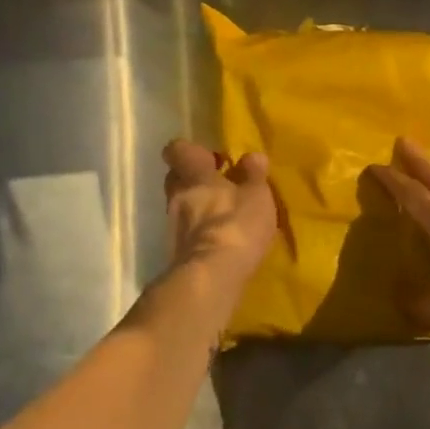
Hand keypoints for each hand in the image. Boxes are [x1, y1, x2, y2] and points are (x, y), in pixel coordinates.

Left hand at [160, 140, 280, 306]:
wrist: (210, 278)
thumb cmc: (235, 225)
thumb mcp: (257, 195)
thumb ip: (254, 174)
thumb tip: (251, 156)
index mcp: (194, 175)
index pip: (177, 150)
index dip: (190, 151)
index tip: (211, 158)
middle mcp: (176, 196)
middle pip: (176, 179)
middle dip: (195, 179)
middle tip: (221, 185)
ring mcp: (172, 227)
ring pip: (180, 206)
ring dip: (198, 207)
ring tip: (226, 216)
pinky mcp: (176, 254)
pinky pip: (186, 233)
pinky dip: (200, 232)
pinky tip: (221, 241)